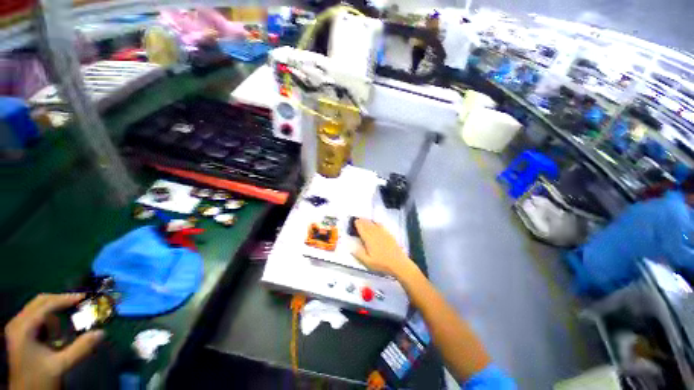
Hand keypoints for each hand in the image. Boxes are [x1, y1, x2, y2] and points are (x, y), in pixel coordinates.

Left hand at [5, 294, 103, 389]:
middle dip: (61, 300)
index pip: (46, 304)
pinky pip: (36, 316)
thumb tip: (102, 332)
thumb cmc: (40, 379)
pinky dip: (50, 317)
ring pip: (38, 307)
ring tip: (72, 312)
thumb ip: (80, 349)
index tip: (85, 297)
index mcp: (24, 328)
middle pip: (40, 301)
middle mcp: (18, 322)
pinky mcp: (20, 332)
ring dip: (56, 308)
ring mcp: (17, 328)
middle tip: (81, 301)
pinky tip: (57, 329)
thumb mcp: (61, 366)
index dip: (66, 299)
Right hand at [352, 219, 416, 278]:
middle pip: (367, 225)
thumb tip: (351, 248)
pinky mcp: (389, 235)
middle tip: (358, 218)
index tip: (355, 221)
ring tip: (364, 219)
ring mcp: (383, 234)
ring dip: (368, 221)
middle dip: (362, 221)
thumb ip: (359, 254)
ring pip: (374, 225)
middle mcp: (375, 234)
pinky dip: (377, 223)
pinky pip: (381, 226)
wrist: (398, 263)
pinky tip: (376, 222)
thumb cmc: (382, 264)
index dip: (358, 225)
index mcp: (369, 240)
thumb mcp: (368, 262)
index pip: (362, 230)